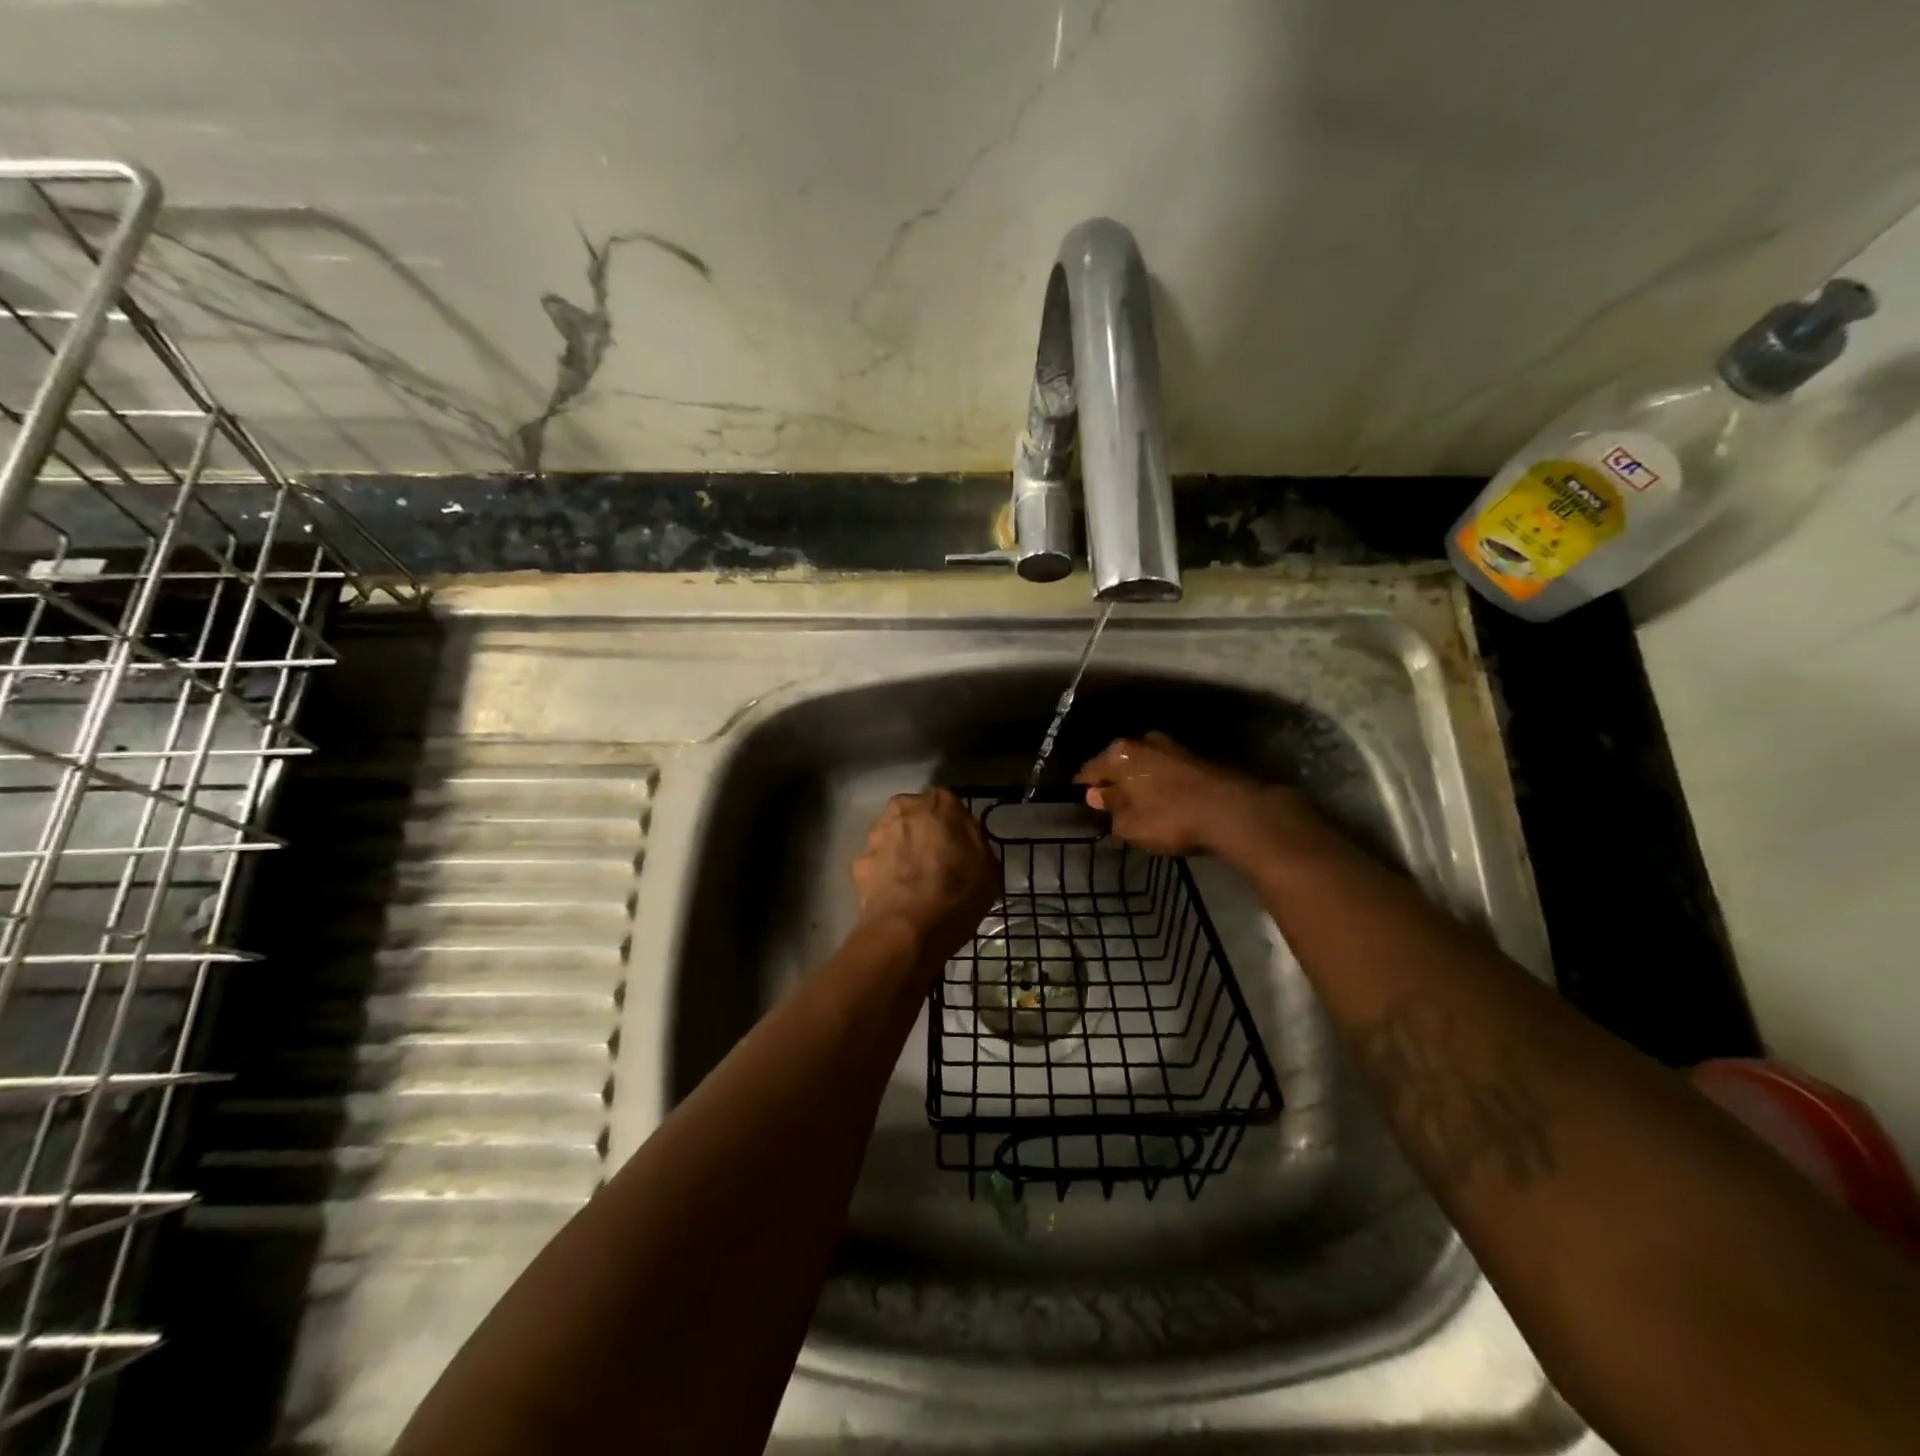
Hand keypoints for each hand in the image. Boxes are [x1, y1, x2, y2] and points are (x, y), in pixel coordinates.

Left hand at [851, 789, 998, 965]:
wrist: (908, 928)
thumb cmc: (958, 892)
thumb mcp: (989, 867)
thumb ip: (975, 842)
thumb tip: (965, 841)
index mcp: (938, 803)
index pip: (947, 804)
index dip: (953, 826)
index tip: (959, 847)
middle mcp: (902, 808)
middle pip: (915, 817)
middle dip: (922, 833)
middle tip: (936, 862)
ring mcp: (875, 835)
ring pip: (892, 838)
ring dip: (900, 852)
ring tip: (914, 883)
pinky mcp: (858, 863)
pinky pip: (877, 864)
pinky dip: (884, 875)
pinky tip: (896, 897)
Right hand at [1075, 731, 1317, 863]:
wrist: (1232, 811)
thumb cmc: (1170, 818)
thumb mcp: (1130, 824)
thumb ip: (1110, 808)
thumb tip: (1097, 795)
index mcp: (1119, 754)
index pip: (1089, 770)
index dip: (1083, 787)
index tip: (1080, 800)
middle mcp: (1142, 741)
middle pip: (1117, 762)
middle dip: (1113, 780)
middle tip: (1109, 803)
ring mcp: (1171, 746)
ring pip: (1143, 764)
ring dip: (1138, 780)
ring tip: (1137, 802)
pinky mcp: (1195, 757)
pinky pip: (1164, 770)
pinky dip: (1159, 782)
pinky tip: (1162, 799)